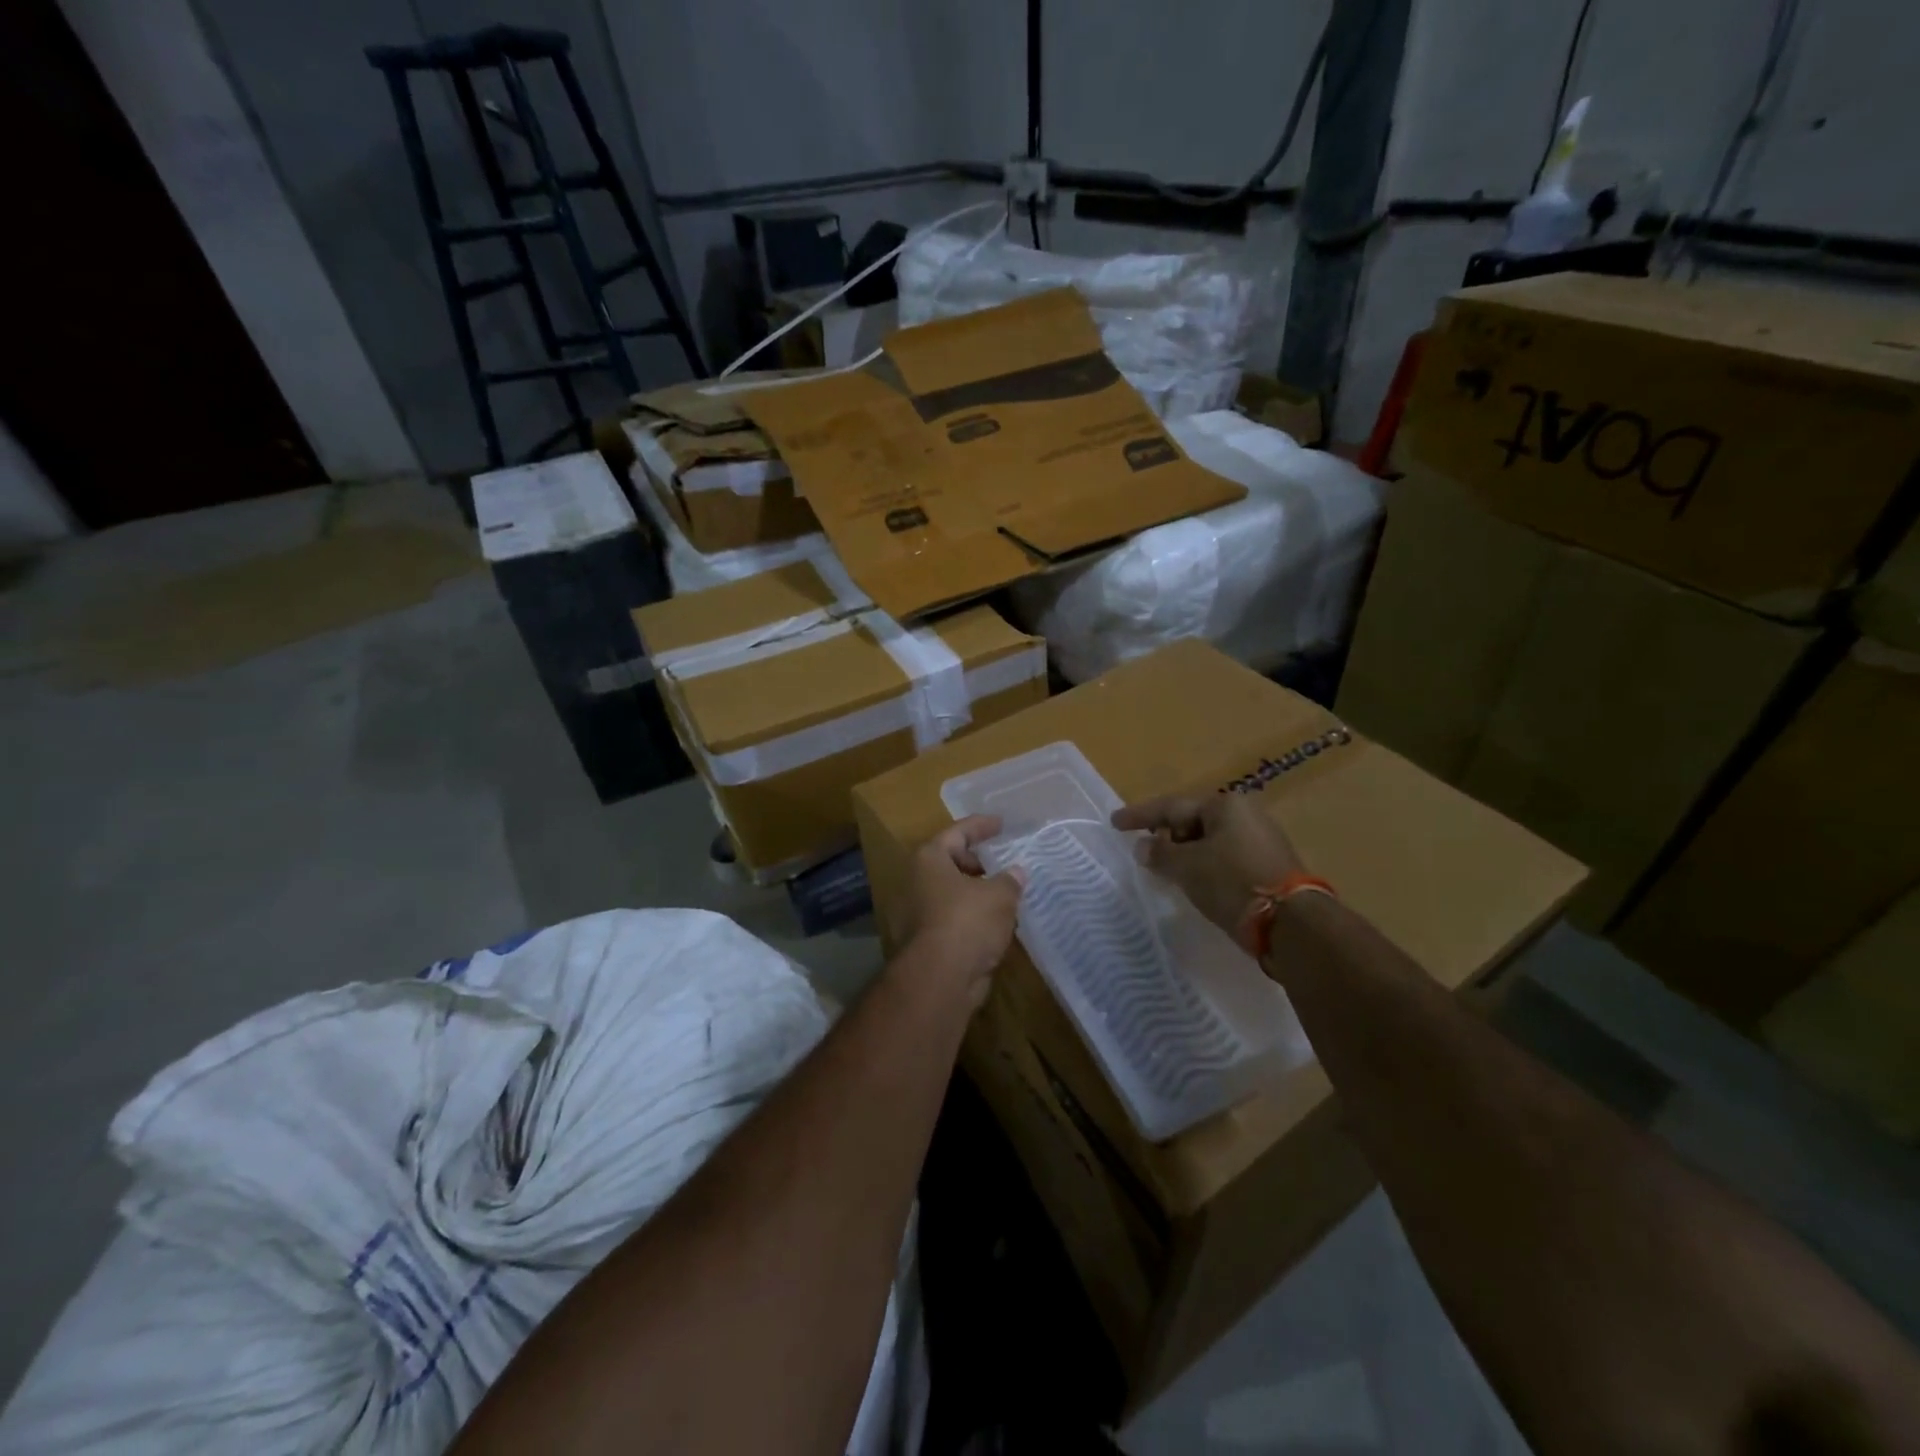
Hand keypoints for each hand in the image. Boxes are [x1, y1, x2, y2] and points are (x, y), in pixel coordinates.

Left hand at [899, 816, 1026, 1008]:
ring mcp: (917, 913)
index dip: (981, 826)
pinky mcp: (925, 941)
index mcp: (930, 859)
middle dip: (978, 862)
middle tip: (1003, 862)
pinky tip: (996, 923)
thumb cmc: (967, 922)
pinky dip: (972, 917)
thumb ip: (1010, 880)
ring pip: (952, 893)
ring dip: (976, 892)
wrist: (939, 978)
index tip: (1001, 824)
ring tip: (1006, 893)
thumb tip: (1016, 873)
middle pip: (950, 861)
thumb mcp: (999, 895)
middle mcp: (917, 881)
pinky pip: (953, 918)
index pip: (957, 832)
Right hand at [1112, 793, 1303, 940]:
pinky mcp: (1268, 866)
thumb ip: (1160, 853)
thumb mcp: (1187, 867)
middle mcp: (1245, 814)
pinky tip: (1193, 881)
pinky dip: (1204, 866)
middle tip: (1143, 851)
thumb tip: (1143, 846)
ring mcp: (1260, 840)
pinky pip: (1224, 858)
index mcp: (1225, 805)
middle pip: (1193, 821)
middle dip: (1166, 836)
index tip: (1115, 822)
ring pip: (1209, 841)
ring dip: (1185, 854)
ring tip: (1164, 870)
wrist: (1290, 923)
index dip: (1140, 815)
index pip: (1172, 806)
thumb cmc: (1232, 882)